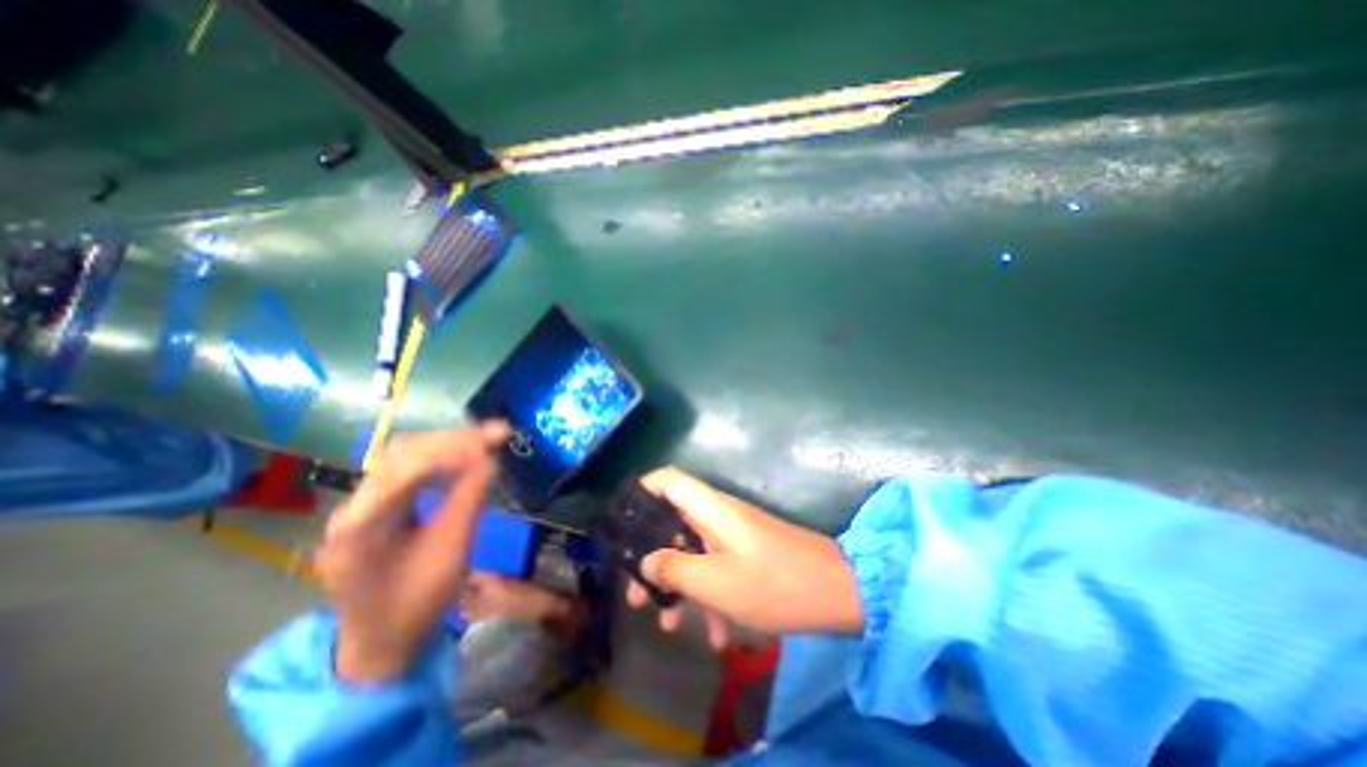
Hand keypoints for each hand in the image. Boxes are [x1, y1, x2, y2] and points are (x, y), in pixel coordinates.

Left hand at [314, 425, 506, 681]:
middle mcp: (353, 507)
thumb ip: (469, 499)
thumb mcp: (451, 551)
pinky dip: (440, 458)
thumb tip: (491, 458)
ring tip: (486, 440)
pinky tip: (464, 457)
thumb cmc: (417, 602)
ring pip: (404, 456)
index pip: (408, 467)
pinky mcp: (374, 508)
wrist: (381, 642)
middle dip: (454, 439)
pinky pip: (407, 470)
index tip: (496, 439)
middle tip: (497, 434)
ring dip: (448, 444)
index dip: (454, 447)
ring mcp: (360, 506)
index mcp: (361, 526)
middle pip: (403, 453)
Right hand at [624, 464, 857, 648]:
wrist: (838, 592)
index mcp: (710, 508)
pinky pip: (717, 568)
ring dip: (679, 584)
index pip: (668, 479)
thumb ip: (674, 569)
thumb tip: (646, 561)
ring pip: (693, 551)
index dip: (642, 491)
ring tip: (666, 624)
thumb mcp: (716, 583)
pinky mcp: (747, 554)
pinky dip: (710, 596)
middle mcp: (718, 515)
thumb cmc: (774, 583)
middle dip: (652, 556)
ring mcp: (733, 535)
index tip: (622, 522)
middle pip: (672, 522)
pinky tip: (716, 637)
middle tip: (637, 592)